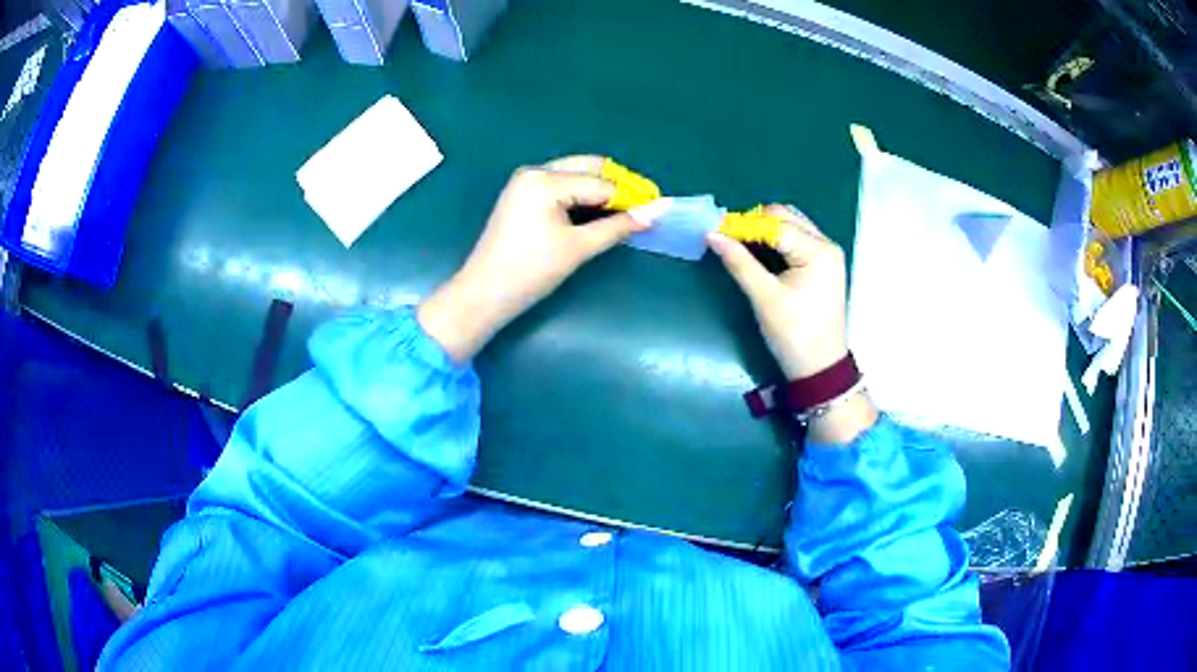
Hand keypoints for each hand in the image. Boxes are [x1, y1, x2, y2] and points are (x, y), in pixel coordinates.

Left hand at [418, 155, 647, 361]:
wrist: (484, 293)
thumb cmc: (530, 271)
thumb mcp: (578, 248)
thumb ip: (618, 227)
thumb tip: (657, 212)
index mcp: (545, 180)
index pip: (600, 183)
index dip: (631, 197)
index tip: (656, 208)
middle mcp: (535, 171)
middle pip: (588, 167)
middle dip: (616, 186)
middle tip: (642, 208)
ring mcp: (525, 181)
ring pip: (575, 174)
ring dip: (600, 190)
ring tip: (623, 214)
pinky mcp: (522, 194)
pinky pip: (561, 185)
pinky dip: (581, 195)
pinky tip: (596, 213)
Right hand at [708, 205, 876, 443]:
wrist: (819, 368)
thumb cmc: (794, 335)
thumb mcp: (764, 297)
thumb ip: (739, 262)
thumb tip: (711, 234)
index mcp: (818, 251)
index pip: (775, 223)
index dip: (743, 224)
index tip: (715, 230)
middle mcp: (826, 244)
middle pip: (785, 216)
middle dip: (755, 222)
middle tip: (728, 238)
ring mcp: (827, 254)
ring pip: (791, 225)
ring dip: (765, 230)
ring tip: (740, 245)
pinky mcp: (823, 264)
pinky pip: (797, 239)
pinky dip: (776, 240)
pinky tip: (758, 252)